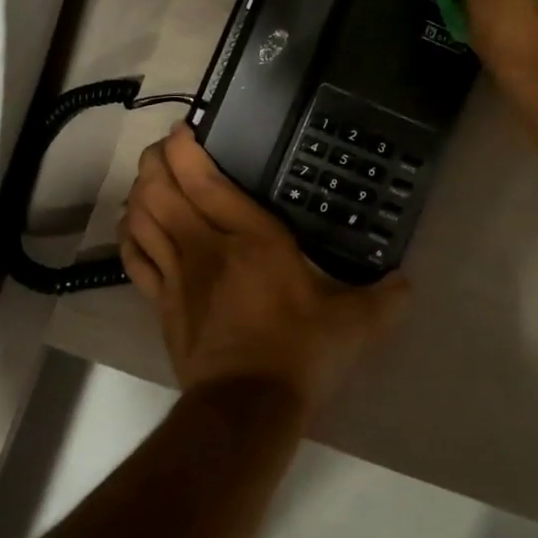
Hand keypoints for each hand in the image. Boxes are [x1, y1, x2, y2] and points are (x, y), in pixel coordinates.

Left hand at [120, 124, 407, 417]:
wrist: (247, 406)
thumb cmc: (299, 354)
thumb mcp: (354, 325)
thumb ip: (384, 299)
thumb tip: (408, 283)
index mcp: (252, 238)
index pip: (203, 180)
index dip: (184, 149)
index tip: (183, 130)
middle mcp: (206, 246)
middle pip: (161, 190)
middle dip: (154, 162)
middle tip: (163, 149)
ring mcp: (178, 274)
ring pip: (143, 218)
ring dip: (139, 192)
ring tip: (148, 179)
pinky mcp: (162, 303)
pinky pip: (135, 258)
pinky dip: (129, 234)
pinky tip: (133, 224)